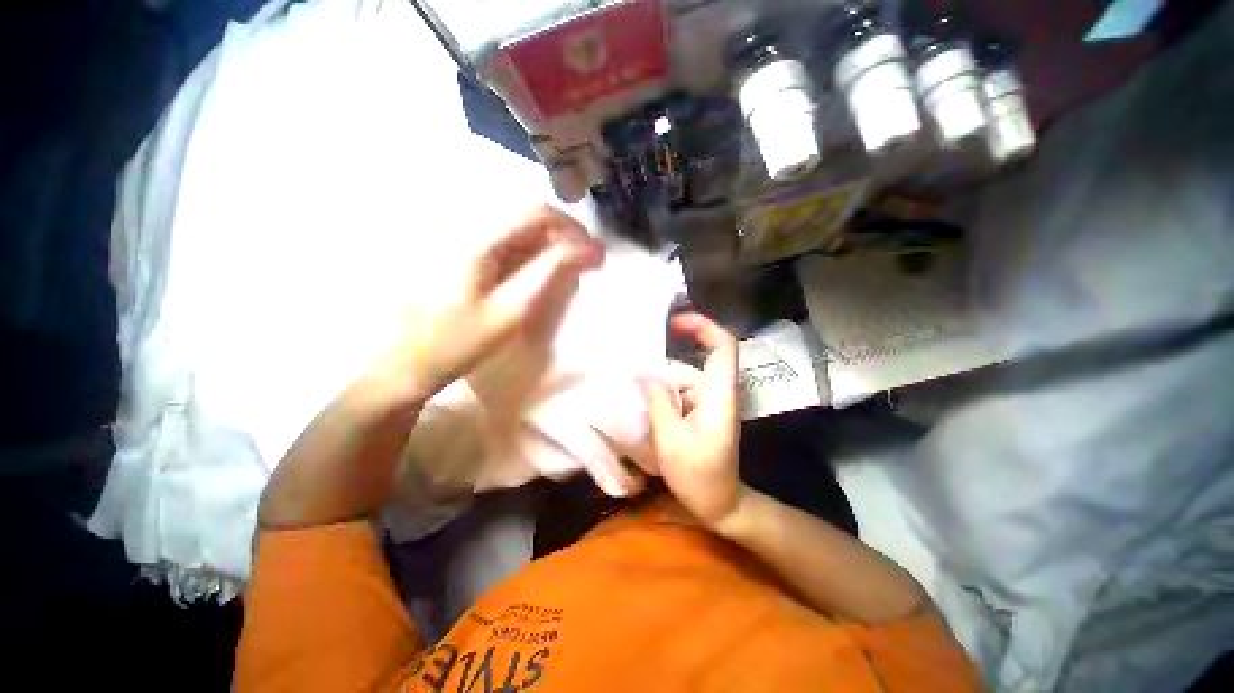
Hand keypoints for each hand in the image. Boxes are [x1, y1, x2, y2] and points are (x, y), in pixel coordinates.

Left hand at [367, 206, 604, 403]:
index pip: (538, 214)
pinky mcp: (466, 257)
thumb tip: (588, 250)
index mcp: (481, 241)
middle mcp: (472, 231)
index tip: (596, 254)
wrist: (410, 361)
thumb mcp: (512, 310)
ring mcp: (466, 242)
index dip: (573, 229)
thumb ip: (550, 273)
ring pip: (521, 229)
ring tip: (571, 267)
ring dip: (552, 243)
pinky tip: (542, 273)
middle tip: (587, 261)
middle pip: (530, 215)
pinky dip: (535, 253)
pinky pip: (509, 243)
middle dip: (565, 234)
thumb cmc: (461, 341)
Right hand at [640, 313, 745, 528]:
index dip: (703, 326)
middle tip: (635, 365)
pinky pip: (680, 394)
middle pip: (694, 363)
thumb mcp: (670, 437)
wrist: (719, 504)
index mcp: (719, 393)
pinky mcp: (700, 413)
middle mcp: (717, 392)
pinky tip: (644, 406)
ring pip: (683, 380)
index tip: (674, 322)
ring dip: (659, 384)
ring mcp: (709, 403)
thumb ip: (657, 399)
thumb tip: (642, 370)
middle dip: (665, 364)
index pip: (723, 346)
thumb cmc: (698, 474)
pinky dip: (662, 396)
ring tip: (633, 391)